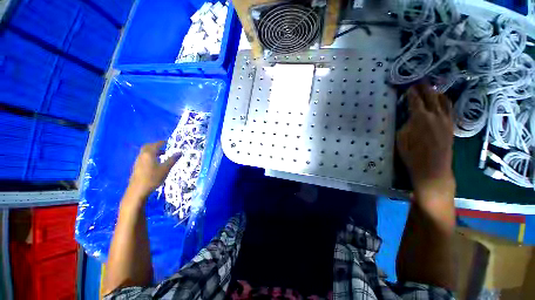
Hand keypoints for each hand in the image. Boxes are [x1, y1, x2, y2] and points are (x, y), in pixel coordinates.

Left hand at [127, 141, 179, 199]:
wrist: (138, 190)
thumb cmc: (153, 178)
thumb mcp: (165, 168)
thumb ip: (172, 159)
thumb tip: (180, 152)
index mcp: (149, 154)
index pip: (156, 144)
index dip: (162, 142)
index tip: (168, 142)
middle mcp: (142, 155)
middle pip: (148, 146)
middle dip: (156, 145)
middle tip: (164, 147)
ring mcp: (138, 161)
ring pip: (145, 152)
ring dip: (153, 151)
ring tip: (162, 155)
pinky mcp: (137, 167)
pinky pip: (144, 157)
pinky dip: (150, 156)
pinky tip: (155, 162)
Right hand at [397, 84, 454, 199]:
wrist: (433, 169)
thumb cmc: (412, 155)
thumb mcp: (401, 139)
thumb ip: (405, 125)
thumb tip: (409, 117)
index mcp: (421, 118)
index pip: (416, 101)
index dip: (412, 93)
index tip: (409, 86)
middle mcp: (436, 116)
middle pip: (431, 97)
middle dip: (425, 88)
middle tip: (420, 81)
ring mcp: (446, 121)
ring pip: (443, 101)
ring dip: (437, 93)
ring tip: (432, 88)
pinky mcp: (451, 127)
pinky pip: (449, 109)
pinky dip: (445, 102)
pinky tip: (442, 101)